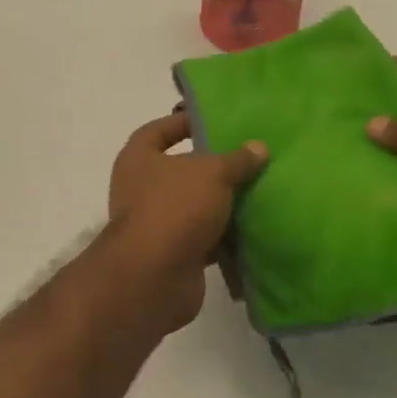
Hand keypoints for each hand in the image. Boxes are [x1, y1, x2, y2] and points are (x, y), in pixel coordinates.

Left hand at [104, 113, 267, 334]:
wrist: (155, 276)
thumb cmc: (175, 207)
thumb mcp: (213, 173)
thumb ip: (236, 159)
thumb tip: (258, 147)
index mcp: (138, 159)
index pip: (157, 131)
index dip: (181, 123)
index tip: (212, 121)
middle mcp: (140, 189)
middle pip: (179, 171)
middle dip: (211, 167)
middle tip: (246, 158)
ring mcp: (155, 224)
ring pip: (194, 207)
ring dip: (221, 203)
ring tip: (258, 191)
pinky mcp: (173, 255)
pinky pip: (204, 238)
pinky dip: (224, 235)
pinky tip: (254, 228)